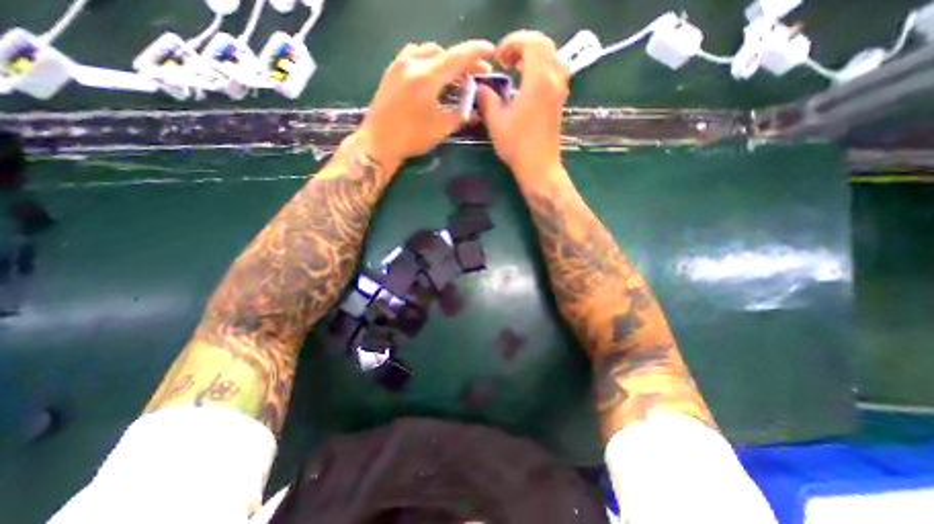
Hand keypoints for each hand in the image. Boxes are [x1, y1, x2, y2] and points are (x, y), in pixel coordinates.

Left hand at [357, 41, 494, 167]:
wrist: (378, 143)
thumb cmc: (411, 138)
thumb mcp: (441, 128)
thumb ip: (461, 114)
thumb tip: (475, 108)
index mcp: (427, 77)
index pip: (457, 57)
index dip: (476, 52)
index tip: (491, 51)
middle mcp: (412, 63)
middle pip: (443, 53)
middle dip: (462, 62)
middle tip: (474, 76)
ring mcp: (399, 64)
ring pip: (428, 52)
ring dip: (445, 61)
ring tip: (454, 77)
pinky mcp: (391, 71)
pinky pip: (414, 56)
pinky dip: (429, 62)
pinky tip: (432, 76)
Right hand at [478, 30, 564, 175]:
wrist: (539, 167)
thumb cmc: (517, 146)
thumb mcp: (496, 123)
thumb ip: (487, 100)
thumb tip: (481, 88)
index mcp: (537, 80)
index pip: (530, 44)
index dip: (512, 44)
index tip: (498, 59)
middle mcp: (553, 81)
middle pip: (544, 46)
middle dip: (523, 46)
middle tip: (506, 61)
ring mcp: (559, 92)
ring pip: (553, 59)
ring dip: (535, 57)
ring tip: (518, 69)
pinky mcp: (559, 103)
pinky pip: (556, 74)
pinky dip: (543, 70)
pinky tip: (528, 85)